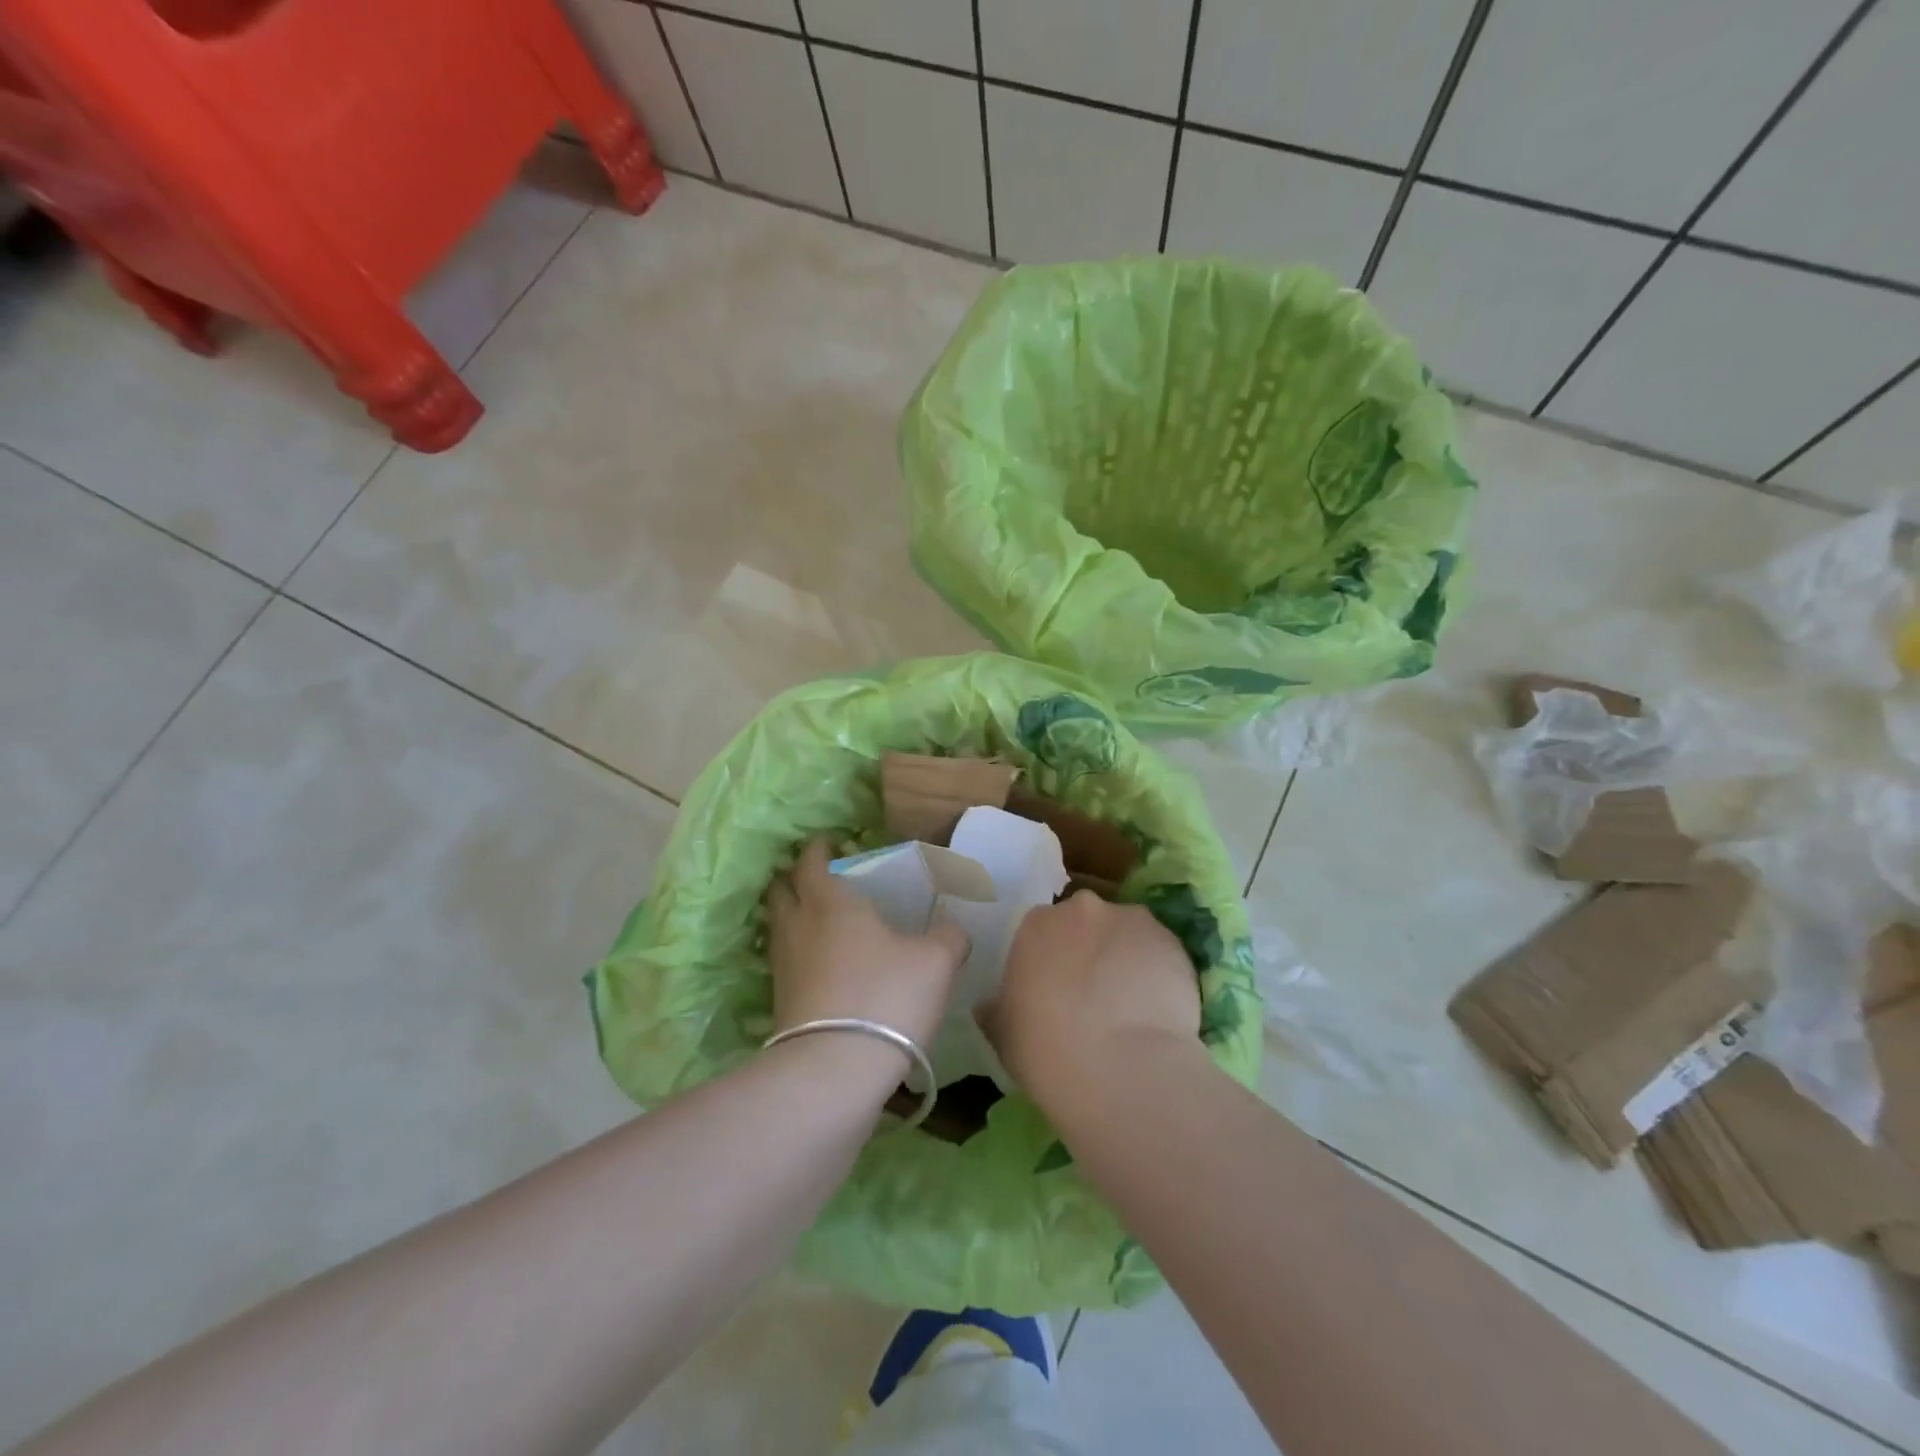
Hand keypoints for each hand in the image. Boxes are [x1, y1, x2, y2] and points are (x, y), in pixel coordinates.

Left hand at [765, 838, 969, 1052]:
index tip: (829, 841)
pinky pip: (785, 963)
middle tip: (818, 878)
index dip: (818, 848)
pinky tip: (821, 965)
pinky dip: (798, 953)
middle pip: (781, 891)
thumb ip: (949, 936)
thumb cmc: (887, 996)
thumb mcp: (936, 961)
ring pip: (779, 928)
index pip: (811, 861)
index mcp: (831, 902)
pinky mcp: (780, 1004)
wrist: (836, 1070)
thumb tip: (953, 928)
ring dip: (792, 916)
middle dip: (793, 879)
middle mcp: (798, 927)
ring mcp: (784, 967)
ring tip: (818, 919)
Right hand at [978, 890, 1200, 1109]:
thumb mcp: (1002, 1033)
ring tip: (1131, 1005)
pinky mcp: (1170, 940)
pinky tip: (1158, 1010)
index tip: (1055, 990)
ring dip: (1124, 957)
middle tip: (1094, 996)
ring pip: (1125, 934)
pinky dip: (1158, 971)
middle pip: (1085, 923)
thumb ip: (997, 1008)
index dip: (1050, 960)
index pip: (1041, 931)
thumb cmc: (1047, 1052)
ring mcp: (1129, 920)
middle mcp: (1081, 909)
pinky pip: (1159, 952)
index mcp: (1035, 924)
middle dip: (1088, 950)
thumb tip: (990, 1004)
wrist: (1121, 1069)